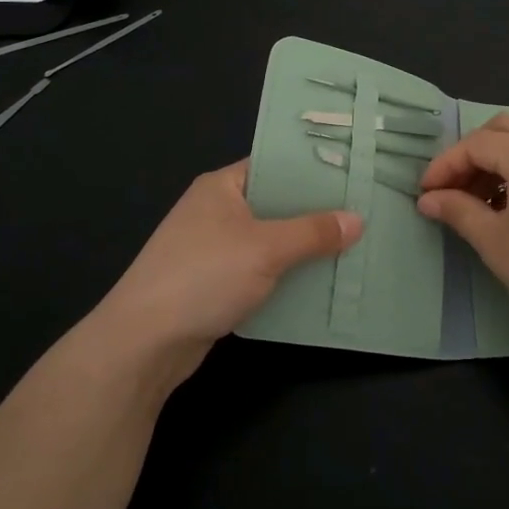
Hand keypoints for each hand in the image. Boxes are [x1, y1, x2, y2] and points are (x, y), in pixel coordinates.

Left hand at [92, 161, 361, 386]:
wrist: (144, 342)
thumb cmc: (204, 276)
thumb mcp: (266, 248)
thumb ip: (313, 233)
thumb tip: (358, 220)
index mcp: (222, 186)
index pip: (275, 165)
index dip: (313, 170)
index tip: (354, 175)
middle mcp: (216, 210)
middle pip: (275, 204)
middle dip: (315, 214)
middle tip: (363, 214)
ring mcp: (213, 248)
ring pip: (270, 241)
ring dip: (303, 249)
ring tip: (352, 248)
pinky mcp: (214, 283)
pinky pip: (260, 270)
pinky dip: (285, 276)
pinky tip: (319, 283)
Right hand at [417, 114, 508, 344]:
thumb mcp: (495, 243)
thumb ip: (458, 211)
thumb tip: (428, 199)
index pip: (478, 144)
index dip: (446, 164)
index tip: (426, 192)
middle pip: (504, 129)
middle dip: (472, 154)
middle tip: (452, 189)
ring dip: (499, 160)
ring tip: (480, 200)